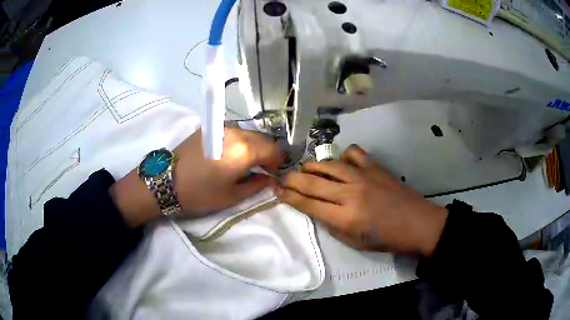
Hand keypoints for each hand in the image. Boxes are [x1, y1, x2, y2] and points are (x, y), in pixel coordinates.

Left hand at [111, 128, 283, 226]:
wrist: (166, 181)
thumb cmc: (201, 194)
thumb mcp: (232, 196)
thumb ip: (257, 185)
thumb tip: (269, 178)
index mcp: (244, 150)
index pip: (274, 149)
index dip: (279, 161)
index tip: (275, 172)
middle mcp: (236, 133)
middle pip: (263, 137)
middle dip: (268, 152)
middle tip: (263, 168)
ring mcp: (222, 127)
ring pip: (249, 132)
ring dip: (255, 145)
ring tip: (247, 161)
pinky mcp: (210, 128)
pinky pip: (234, 131)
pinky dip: (241, 140)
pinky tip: (232, 153)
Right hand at [276, 144, 447, 256]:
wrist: (417, 223)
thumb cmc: (386, 239)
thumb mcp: (354, 242)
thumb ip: (332, 225)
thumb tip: (316, 209)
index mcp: (344, 217)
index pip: (307, 203)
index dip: (288, 196)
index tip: (276, 190)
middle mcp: (349, 193)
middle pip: (312, 182)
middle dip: (292, 179)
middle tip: (282, 177)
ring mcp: (363, 176)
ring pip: (328, 164)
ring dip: (312, 166)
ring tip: (305, 170)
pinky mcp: (375, 167)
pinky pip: (353, 153)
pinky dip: (343, 156)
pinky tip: (341, 163)